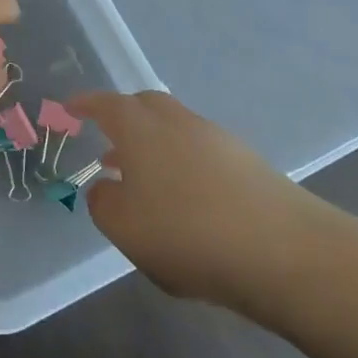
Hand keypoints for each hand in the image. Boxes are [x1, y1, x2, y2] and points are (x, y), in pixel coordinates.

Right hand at [76, 91, 344, 322]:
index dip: (85, 105)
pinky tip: (186, 202)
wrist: (286, 252)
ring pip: (175, 129)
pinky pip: (201, 152)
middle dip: (123, 118)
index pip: (105, 104)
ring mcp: (217, 139)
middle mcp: (177, 121)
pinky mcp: (249, 164)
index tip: (71, 108)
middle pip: (144, 106)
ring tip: (144, 182)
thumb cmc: (187, 232)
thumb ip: (103, 202)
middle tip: (108, 142)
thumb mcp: (124, 226)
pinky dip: (184, 166)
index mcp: (139, 126)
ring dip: (155, 146)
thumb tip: (106, 186)